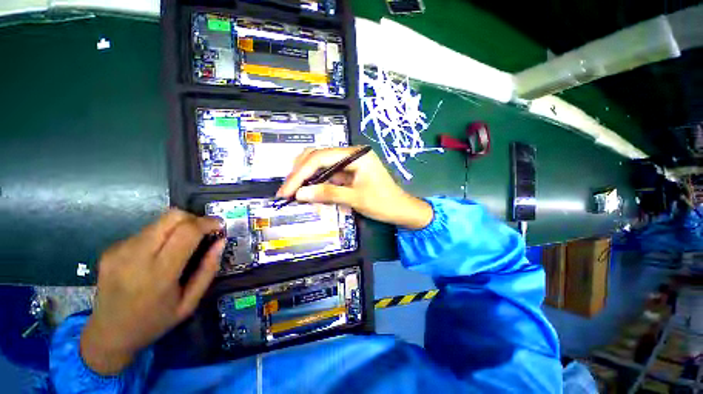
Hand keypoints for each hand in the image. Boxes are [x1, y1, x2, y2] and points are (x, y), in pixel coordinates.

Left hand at [80, 210, 224, 375]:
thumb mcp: (190, 303)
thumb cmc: (155, 321)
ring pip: (159, 222)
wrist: (108, 334)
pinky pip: (145, 231)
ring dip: (177, 228)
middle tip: (202, 232)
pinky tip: (157, 254)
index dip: (207, 222)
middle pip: (172, 217)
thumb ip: (208, 270)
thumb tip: (221, 241)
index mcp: (159, 274)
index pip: (187, 231)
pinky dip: (160, 236)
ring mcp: (119, 250)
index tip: (219, 225)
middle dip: (194, 219)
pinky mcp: (111, 249)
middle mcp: (136, 256)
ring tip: (180, 246)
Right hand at [277, 147, 432, 229]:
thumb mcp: (355, 199)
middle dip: (300, 173)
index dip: (300, 174)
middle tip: (286, 191)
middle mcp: (351, 154)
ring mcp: (349, 163)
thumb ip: (327, 194)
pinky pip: (328, 175)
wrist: (402, 210)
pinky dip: (316, 183)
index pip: (320, 158)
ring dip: (306, 178)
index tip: (286, 191)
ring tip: (293, 192)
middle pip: (318, 157)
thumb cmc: (383, 203)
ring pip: (321, 165)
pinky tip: (308, 192)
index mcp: (356, 155)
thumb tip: (299, 195)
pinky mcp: (348, 173)